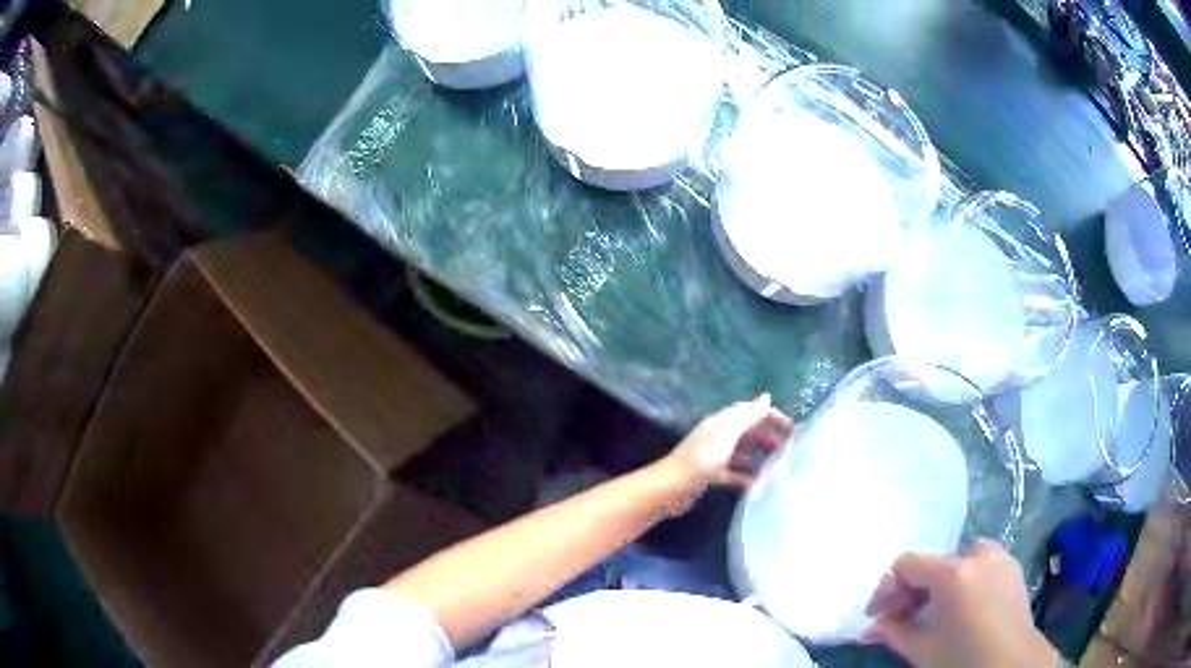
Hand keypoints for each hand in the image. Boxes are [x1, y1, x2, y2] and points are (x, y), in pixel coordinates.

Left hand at [659, 394, 792, 493]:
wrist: (672, 486)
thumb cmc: (702, 457)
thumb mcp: (728, 434)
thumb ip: (748, 416)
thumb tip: (766, 396)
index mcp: (721, 422)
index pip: (749, 411)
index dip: (769, 415)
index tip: (789, 426)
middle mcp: (717, 435)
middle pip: (746, 430)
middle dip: (766, 435)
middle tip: (788, 445)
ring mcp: (712, 455)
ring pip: (740, 451)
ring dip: (758, 454)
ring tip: (777, 463)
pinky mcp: (709, 475)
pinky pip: (732, 472)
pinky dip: (746, 476)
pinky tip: (758, 483)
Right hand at [862, 541, 1060, 667]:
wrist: (1012, 662)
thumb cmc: (963, 658)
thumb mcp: (922, 649)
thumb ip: (893, 631)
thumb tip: (869, 628)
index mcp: (952, 572)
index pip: (906, 563)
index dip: (887, 588)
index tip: (879, 615)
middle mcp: (976, 553)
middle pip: (932, 563)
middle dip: (912, 590)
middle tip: (902, 618)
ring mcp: (998, 555)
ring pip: (955, 562)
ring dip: (937, 586)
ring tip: (932, 615)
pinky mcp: (1011, 564)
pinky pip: (978, 565)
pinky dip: (962, 582)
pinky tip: (959, 609)